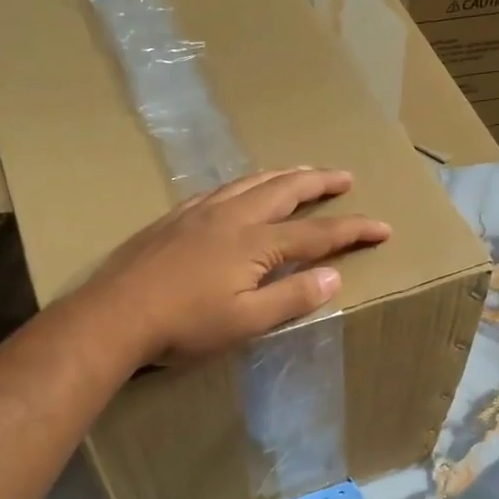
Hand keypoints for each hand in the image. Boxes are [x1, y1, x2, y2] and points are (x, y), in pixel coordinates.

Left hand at [88, 168, 390, 363]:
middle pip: (285, 190)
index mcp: (255, 243)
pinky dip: (245, 183)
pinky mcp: (175, 218)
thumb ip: (292, 297)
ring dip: (283, 175)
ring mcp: (200, 212)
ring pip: (251, 182)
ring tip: (302, 172)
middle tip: (345, 176)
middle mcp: (232, 217)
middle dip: (320, 182)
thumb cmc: (184, 326)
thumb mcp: (246, 322)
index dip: (353, 229)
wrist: (115, 314)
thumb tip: (334, 276)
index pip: (317, 233)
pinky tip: (241, 189)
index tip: (383, 227)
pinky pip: (221, 188)